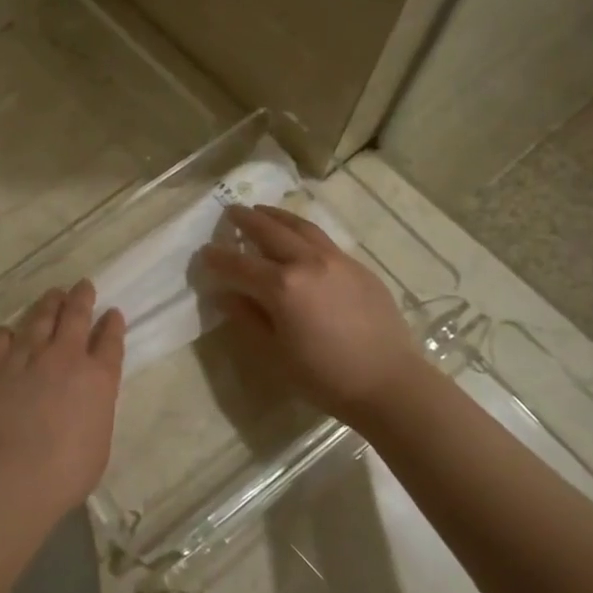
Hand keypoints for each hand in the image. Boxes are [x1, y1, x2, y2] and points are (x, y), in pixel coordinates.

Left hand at [0, 281, 125, 517]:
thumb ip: (96, 408)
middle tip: (83, 285)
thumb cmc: (68, 470)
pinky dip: (7, 333)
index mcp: (98, 377)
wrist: (18, 475)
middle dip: (82, 297)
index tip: (112, 313)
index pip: (110, 341)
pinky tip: (9, 334)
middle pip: (76, 315)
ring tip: (52, 295)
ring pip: (40, 317)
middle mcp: (65, 357)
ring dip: (48, 303)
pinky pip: (1, 337)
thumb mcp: (100, 439)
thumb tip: (87, 397)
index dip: (112, 324)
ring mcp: (28, 356)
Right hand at [199, 205, 422, 421]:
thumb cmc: (323, 375)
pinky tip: (300, 237)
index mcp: (281, 286)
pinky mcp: (359, 267)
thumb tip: (225, 294)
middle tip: (231, 211)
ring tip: (262, 210)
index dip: (218, 258)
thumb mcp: (273, 352)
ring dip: (277, 216)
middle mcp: (307, 262)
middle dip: (246, 220)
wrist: (388, 382)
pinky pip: (324, 240)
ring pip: (301, 227)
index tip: (204, 252)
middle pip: (270, 231)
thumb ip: (247, 317)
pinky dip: (303, 231)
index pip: (239, 264)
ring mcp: (337, 260)